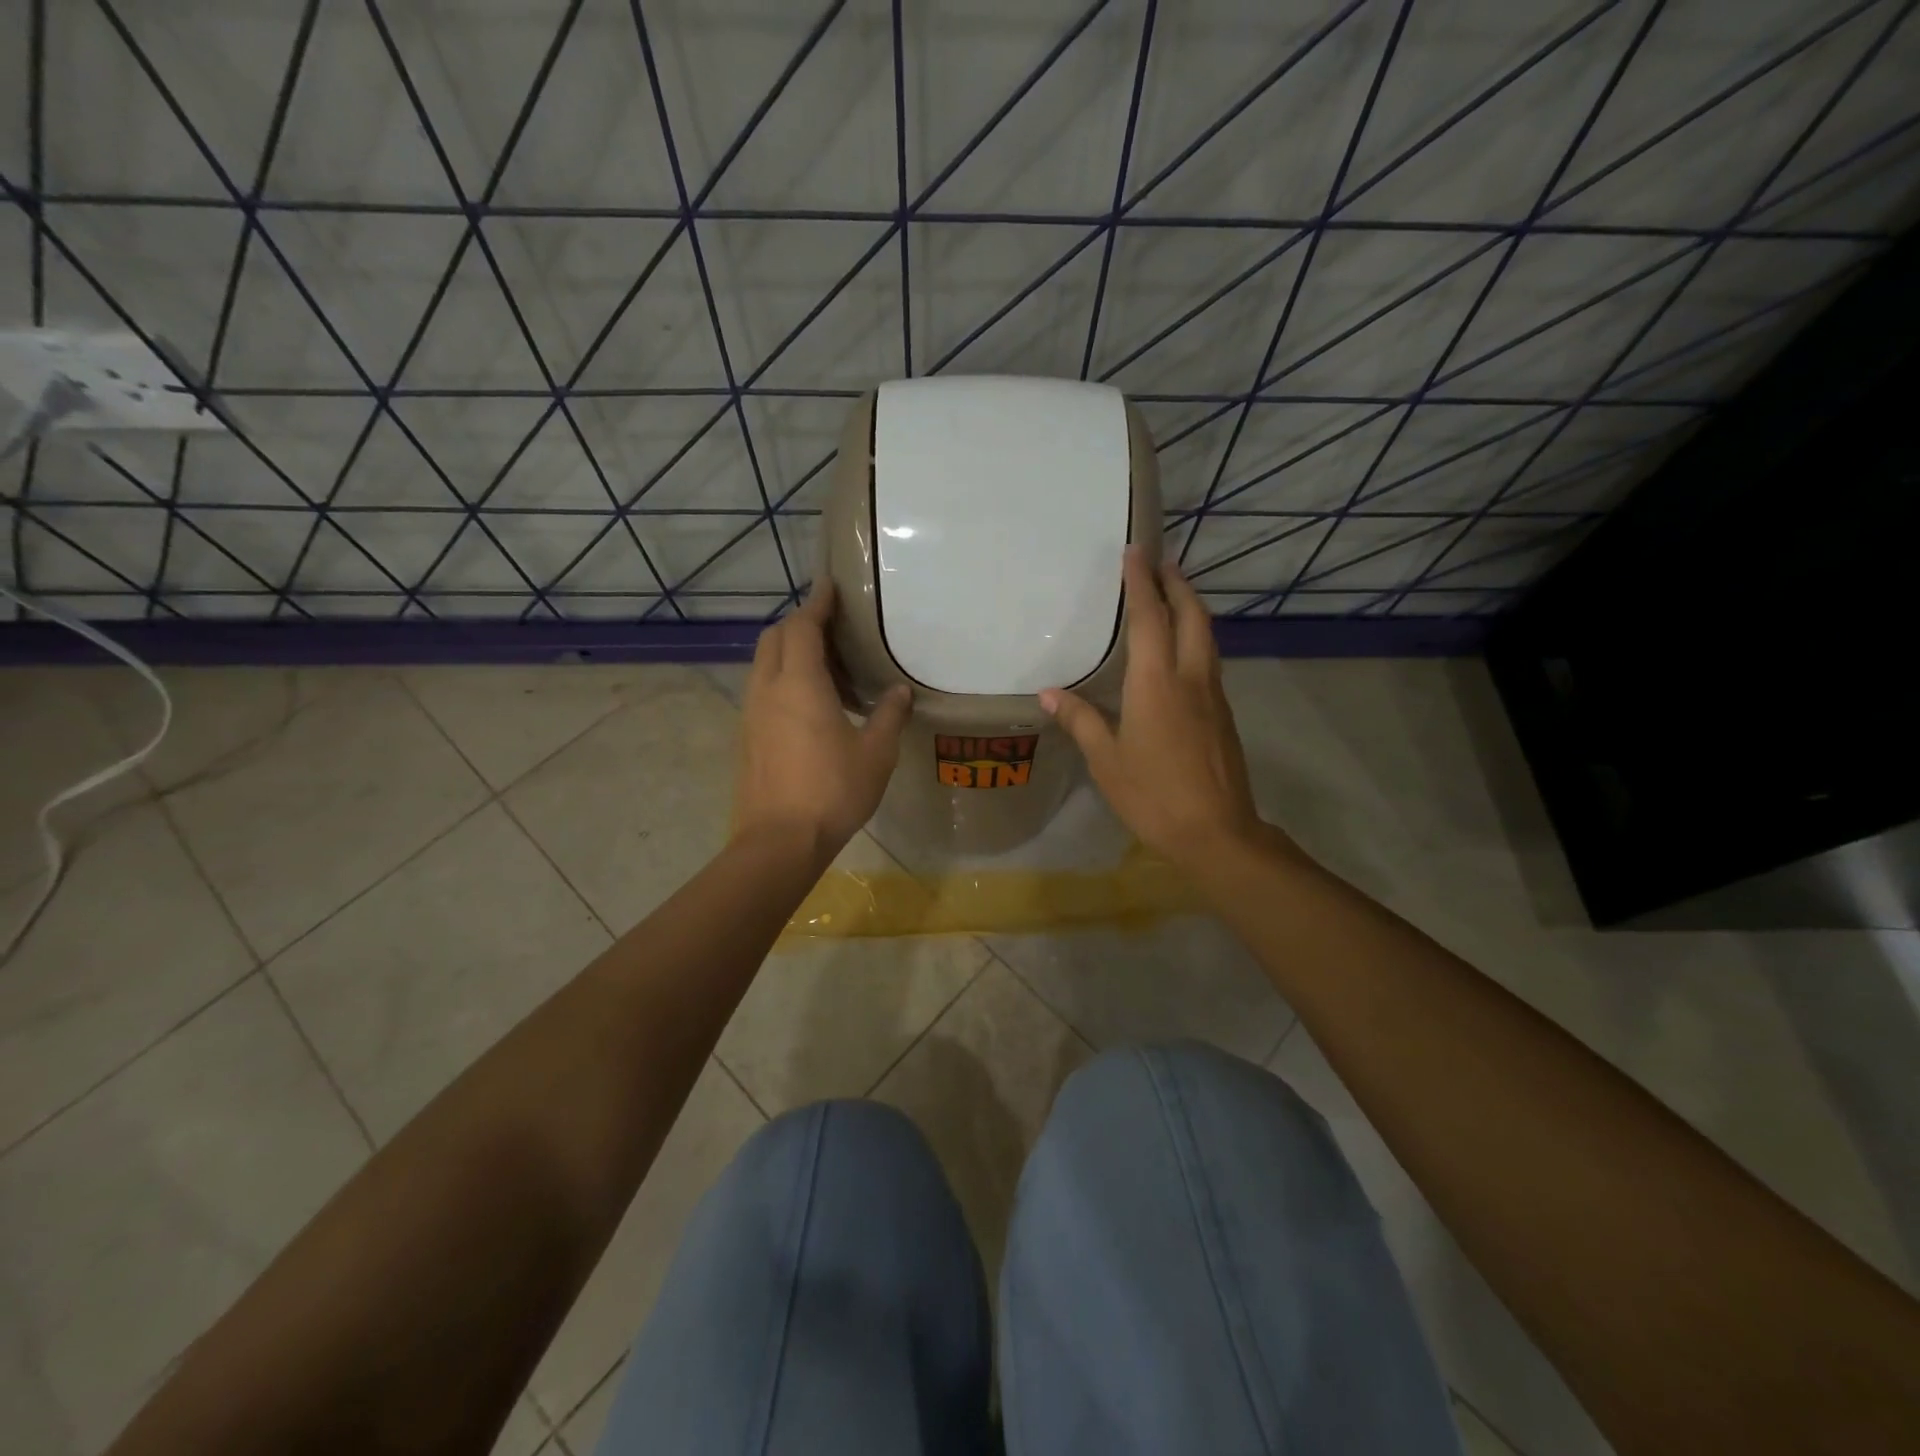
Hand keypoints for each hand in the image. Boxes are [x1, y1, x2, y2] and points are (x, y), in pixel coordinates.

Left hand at [734, 581, 911, 857]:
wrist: (779, 841)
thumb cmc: (833, 791)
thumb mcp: (876, 753)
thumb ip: (889, 716)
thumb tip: (899, 692)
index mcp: (800, 684)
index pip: (803, 627)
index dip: (817, 603)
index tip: (830, 585)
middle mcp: (768, 689)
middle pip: (775, 638)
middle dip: (800, 623)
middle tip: (832, 627)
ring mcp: (752, 713)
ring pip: (765, 663)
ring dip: (791, 653)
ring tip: (827, 667)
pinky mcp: (747, 735)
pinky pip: (763, 689)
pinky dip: (783, 679)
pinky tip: (811, 703)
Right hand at [1041, 547, 1265, 865]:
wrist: (1216, 831)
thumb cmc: (1153, 795)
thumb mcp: (1106, 760)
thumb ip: (1081, 720)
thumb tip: (1048, 694)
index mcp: (1156, 682)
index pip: (1150, 618)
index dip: (1142, 582)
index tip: (1135, 552)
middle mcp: (1190, 677)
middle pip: (1192, 615)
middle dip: (1177, 583)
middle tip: (1160, 562)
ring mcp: (1213, 694)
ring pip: (1207, 635)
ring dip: (1191, 607)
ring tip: (1172, 594)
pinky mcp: (1223, 713)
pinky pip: (1209, 659)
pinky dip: (1196, 636)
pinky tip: (1181, 649)